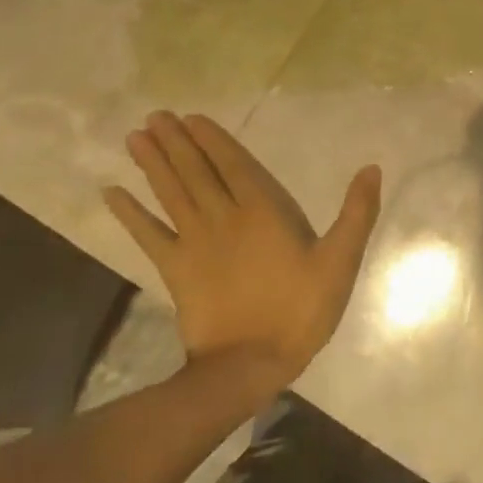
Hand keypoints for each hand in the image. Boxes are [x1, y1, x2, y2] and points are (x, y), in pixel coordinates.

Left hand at [103, 112, 381, 378]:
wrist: (249, 366)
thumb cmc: (300, 310)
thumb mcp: (340, 261)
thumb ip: (357, 213)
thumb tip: (372, 168)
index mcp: (264, 211)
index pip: (234, 165)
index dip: (213, 140)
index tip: (191, 117)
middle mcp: (224, 217)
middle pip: (196, 172)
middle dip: (177, 142)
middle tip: (155, 116)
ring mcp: (195, 243)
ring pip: (171, 194)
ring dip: (153, 164)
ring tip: (135, 137)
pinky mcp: (175, 270)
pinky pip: (148, 235)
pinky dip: (129, 214)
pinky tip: (111, 193)